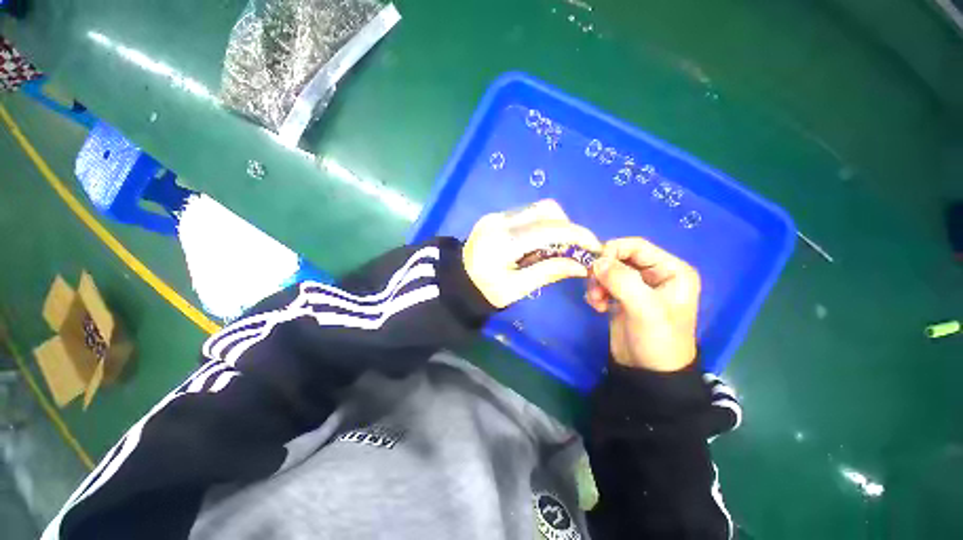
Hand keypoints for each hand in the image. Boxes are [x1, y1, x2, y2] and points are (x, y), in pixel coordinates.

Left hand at [464, 200, 601, 308]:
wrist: (456, 282)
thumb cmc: (485, 291)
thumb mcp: (517, 289)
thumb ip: (548, 272)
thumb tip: (580, 266)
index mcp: (504, 242)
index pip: (549, 229)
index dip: (577, 235)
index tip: (594, 246)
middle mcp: (500, 221)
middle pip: (546, 210)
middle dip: (567, 227)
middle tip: (571, 249)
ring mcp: (496, 216)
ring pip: (537, 209)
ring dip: (554, 225)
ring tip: (553, 249)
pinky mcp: (495, 216)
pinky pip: (526, 214)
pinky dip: (540, 225)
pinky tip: (537, 243)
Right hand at [585, 238, 700, 371]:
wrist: (648, 373)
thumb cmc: (657, 340)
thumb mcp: (645, 309)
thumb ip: (622, 280)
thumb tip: (596, 261)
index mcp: (671, 270)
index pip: (637, 246)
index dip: (613, 251)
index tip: (595, 267)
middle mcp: (654, 274)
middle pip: (619, 258)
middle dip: (602, 272)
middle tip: (594, 289)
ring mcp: (637, 286)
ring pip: (608, 271)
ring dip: (597, 284)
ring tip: (596, 302)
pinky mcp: (622, 298)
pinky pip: (603, 284)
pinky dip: (596, 293)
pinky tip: (598, 307)